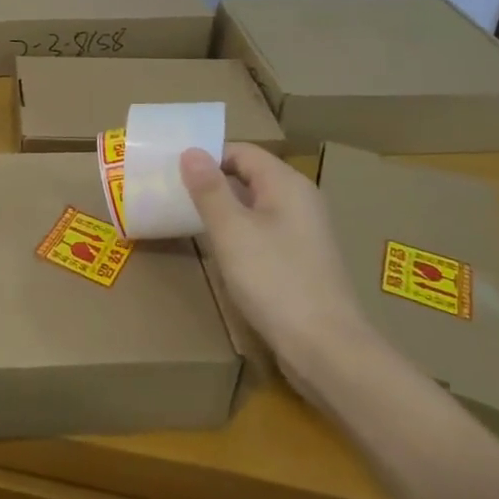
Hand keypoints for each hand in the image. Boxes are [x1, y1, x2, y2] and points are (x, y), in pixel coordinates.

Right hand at [180, 143, 372, 365]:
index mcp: (287, 184)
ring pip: (256, 206)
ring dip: (224, 209)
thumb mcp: (231, 231)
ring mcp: (305, 232)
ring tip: (188, 220)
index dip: (207, 156)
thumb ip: (209, 189)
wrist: (325, 348)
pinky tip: (221, 251)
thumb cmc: (275, 281)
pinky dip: (239, 233)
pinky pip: (264, 231)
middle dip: (213, 182)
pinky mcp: (302, 260)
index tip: (172, 170)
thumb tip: (191, 151)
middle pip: (250, 176)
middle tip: (173, 194)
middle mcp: (300, 200)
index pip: (242, 151)